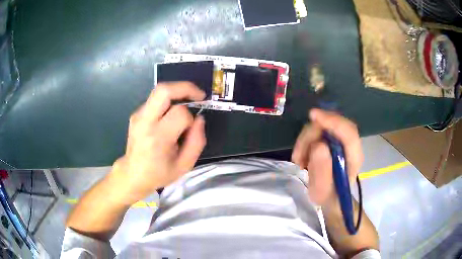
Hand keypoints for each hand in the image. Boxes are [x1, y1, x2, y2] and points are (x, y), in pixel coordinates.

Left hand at [110, 82, 206, 204]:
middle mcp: (145, 121)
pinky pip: (155, 99)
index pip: (179, 113)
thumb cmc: (159, 173)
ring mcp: (138, 115)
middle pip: (164, 90)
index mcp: (157, 138)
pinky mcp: (136, 114)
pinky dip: (168, 101)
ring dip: (177, 92)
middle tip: (198, 95)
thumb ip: (197, 141)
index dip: (190, 118)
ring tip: (187, 102)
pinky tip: (171, 115)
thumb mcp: (185, 165)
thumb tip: (199, 118)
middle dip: (185, 88)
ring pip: (159, 91)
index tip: (191, 128)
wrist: (132, 174)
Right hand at [291, 109, 362, 207]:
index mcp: (354, 158)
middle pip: (332, 125)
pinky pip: (315, 131)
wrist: (330, 196)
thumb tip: (319, 146)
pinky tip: (302, 157)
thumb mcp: (321, 191)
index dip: (333, 121)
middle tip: (299, 154)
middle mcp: (349, 145)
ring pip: (321, 126)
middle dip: (312, 134)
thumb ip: (322, 171)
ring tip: (299, 161)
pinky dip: (304, 142)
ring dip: (305, 140)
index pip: (349, 132)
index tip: (313, 116)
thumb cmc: (328, 196)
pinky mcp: (330, 139)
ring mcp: (339, 140)